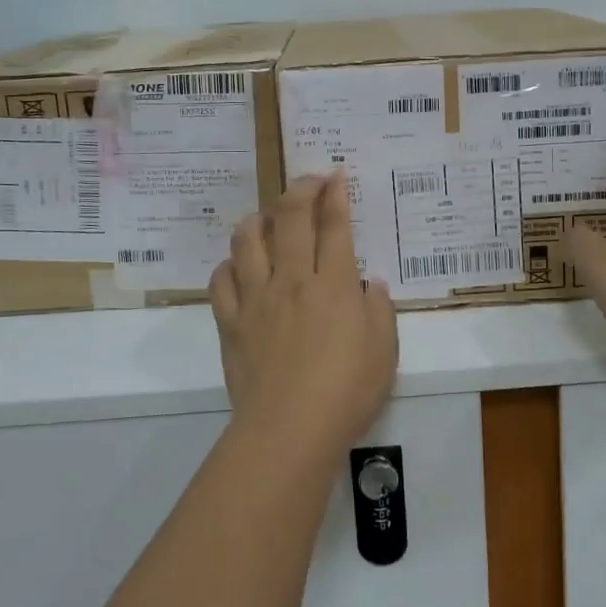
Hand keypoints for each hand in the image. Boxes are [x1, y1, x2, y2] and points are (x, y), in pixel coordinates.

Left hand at [209, 172, 399, 452]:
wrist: (288, 431)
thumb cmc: (346, 392)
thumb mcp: (384, 352)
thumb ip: (380, 311)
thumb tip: (371, 284)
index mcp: (332, 284)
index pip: (333, 225)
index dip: (334, 194)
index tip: (335, 175)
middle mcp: (291, 280)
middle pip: (289, 219)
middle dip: (300, 189)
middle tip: (309, 180)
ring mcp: (256, 298)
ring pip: (247, 240)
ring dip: (258, 218)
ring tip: (268, 217)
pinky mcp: (231, 322)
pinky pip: (221, 280)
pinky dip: (229, 265)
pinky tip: (239, 266)